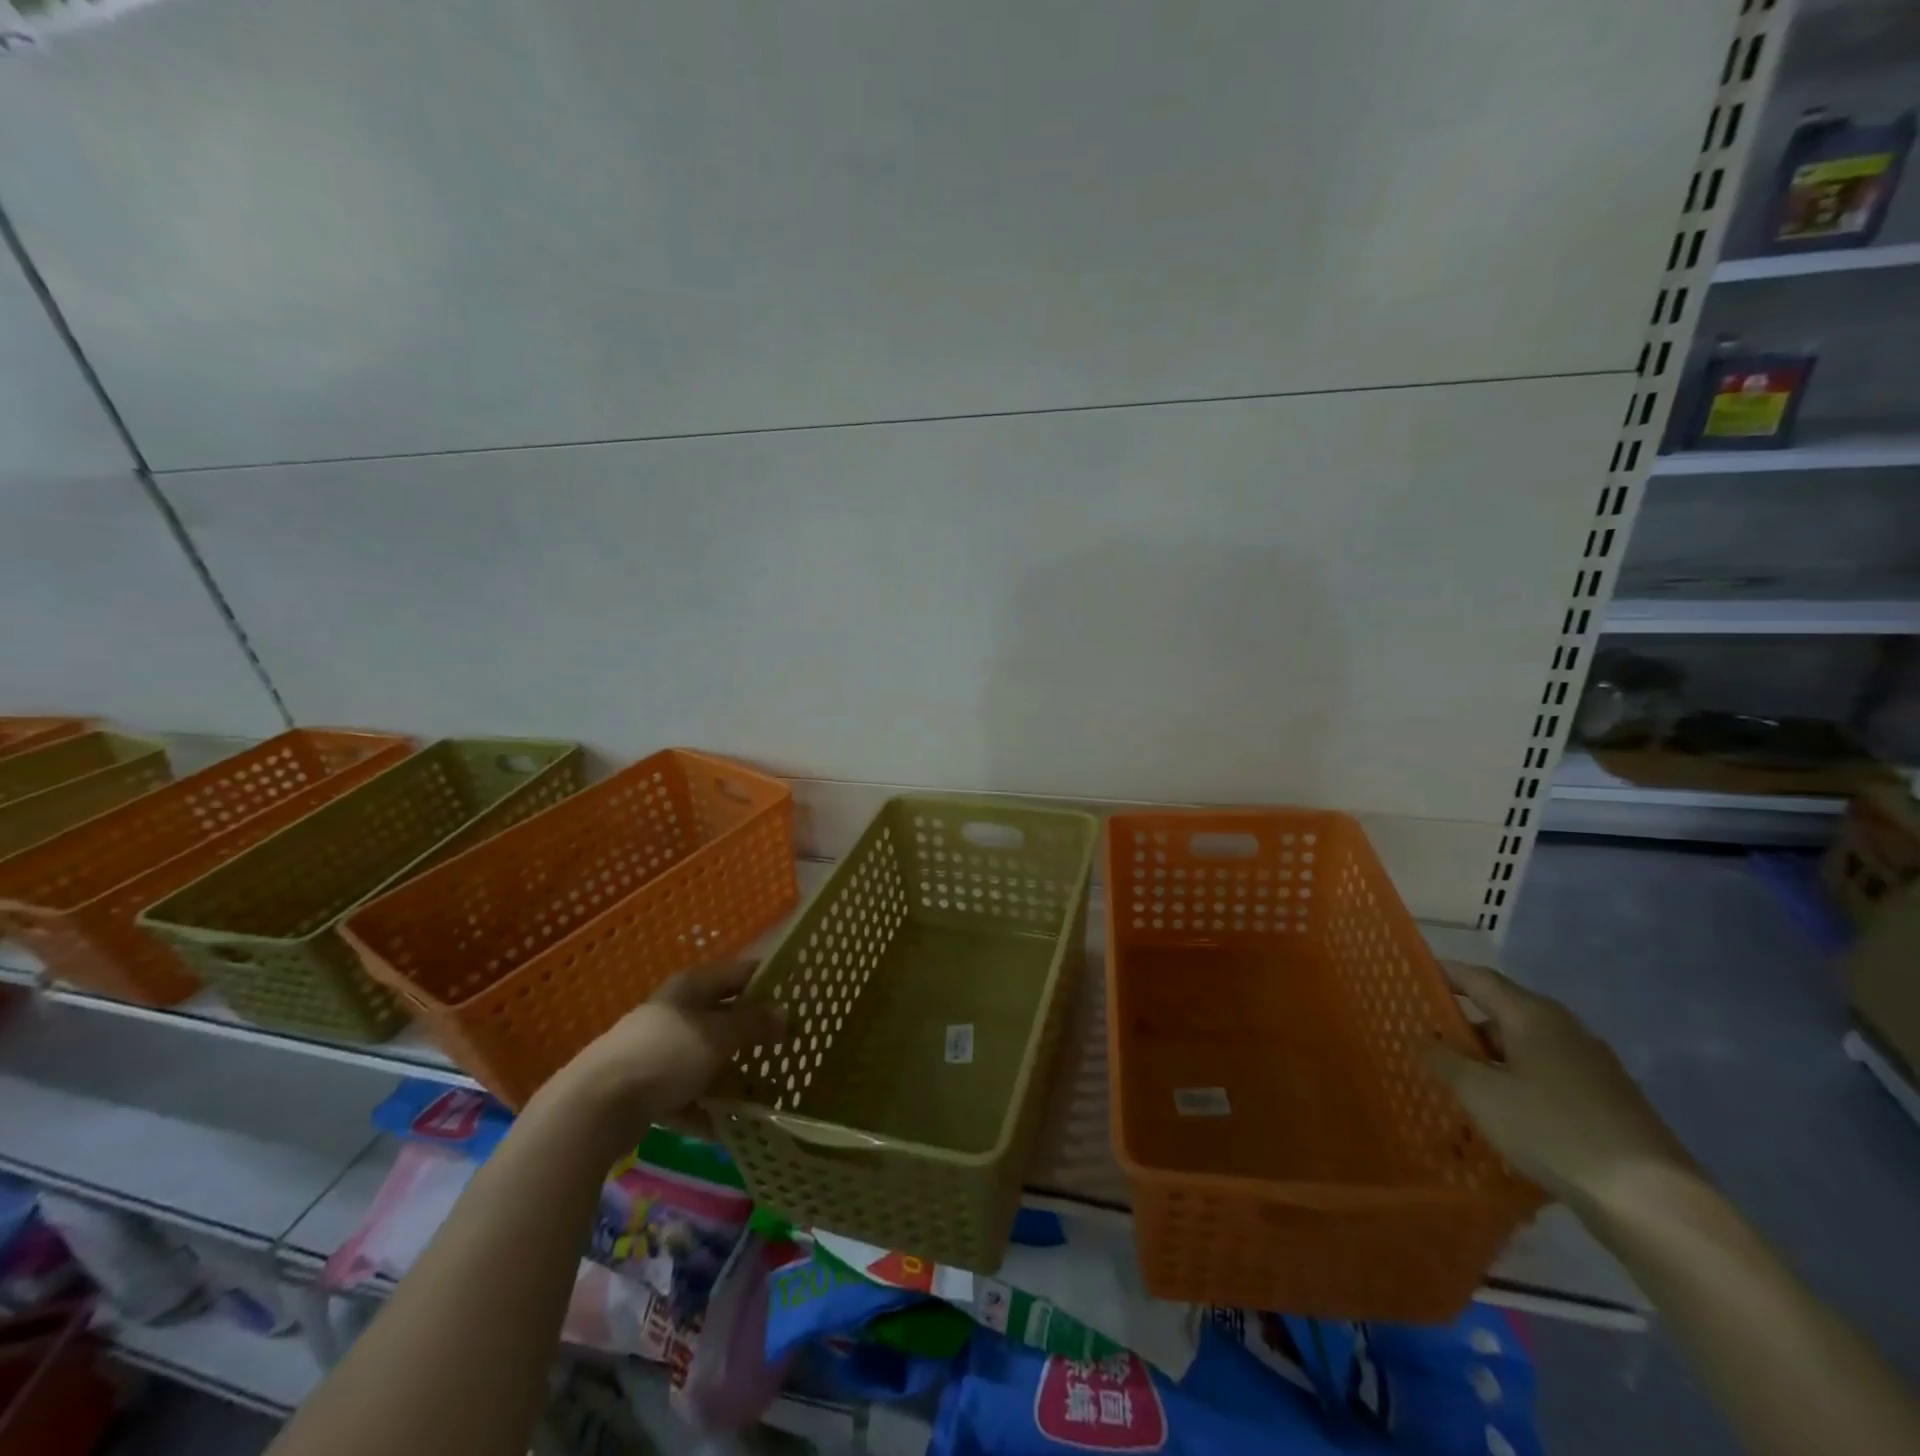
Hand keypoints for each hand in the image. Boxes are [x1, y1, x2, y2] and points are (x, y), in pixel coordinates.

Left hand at [546, 961, 786, 1143]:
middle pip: (723, 1016)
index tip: (799, 995)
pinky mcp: (647, 1089)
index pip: (739, 973)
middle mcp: (675, 1013)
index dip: (768, 980)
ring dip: (732, 1072)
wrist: (595, 1108)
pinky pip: (688, 1094)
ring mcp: (658, 1052)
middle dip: (753, 1030)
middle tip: (788, 1044)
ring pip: (706, 1057)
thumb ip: (753, 1024)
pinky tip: (729, 1126)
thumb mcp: (719, 1036)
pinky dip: (706, 1107)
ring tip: (765, 1088)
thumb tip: (784, 1014)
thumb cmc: (665, 1055)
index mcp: (691, 988)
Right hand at [1426, 962, 1695, 1212]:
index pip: (1479, 979)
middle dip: (1464, 1022)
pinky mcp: (1608, 1101)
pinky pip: (1548, 1076)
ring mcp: (1594, 1066)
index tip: (1413, 974)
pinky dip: (1518, 1080)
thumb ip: (1445, 1060)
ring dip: (1491, 1056)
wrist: (1650, 1200)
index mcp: (1533, 1016)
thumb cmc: (1552, 1129)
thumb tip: (1426, 1039)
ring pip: (1527, 1047)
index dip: (1445, 974)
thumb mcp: (1480, 1094)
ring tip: (1458, 1077)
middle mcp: (1566, 1030)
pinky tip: (1504, 1109)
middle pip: (1504, 1012)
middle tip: (1427, 1035)